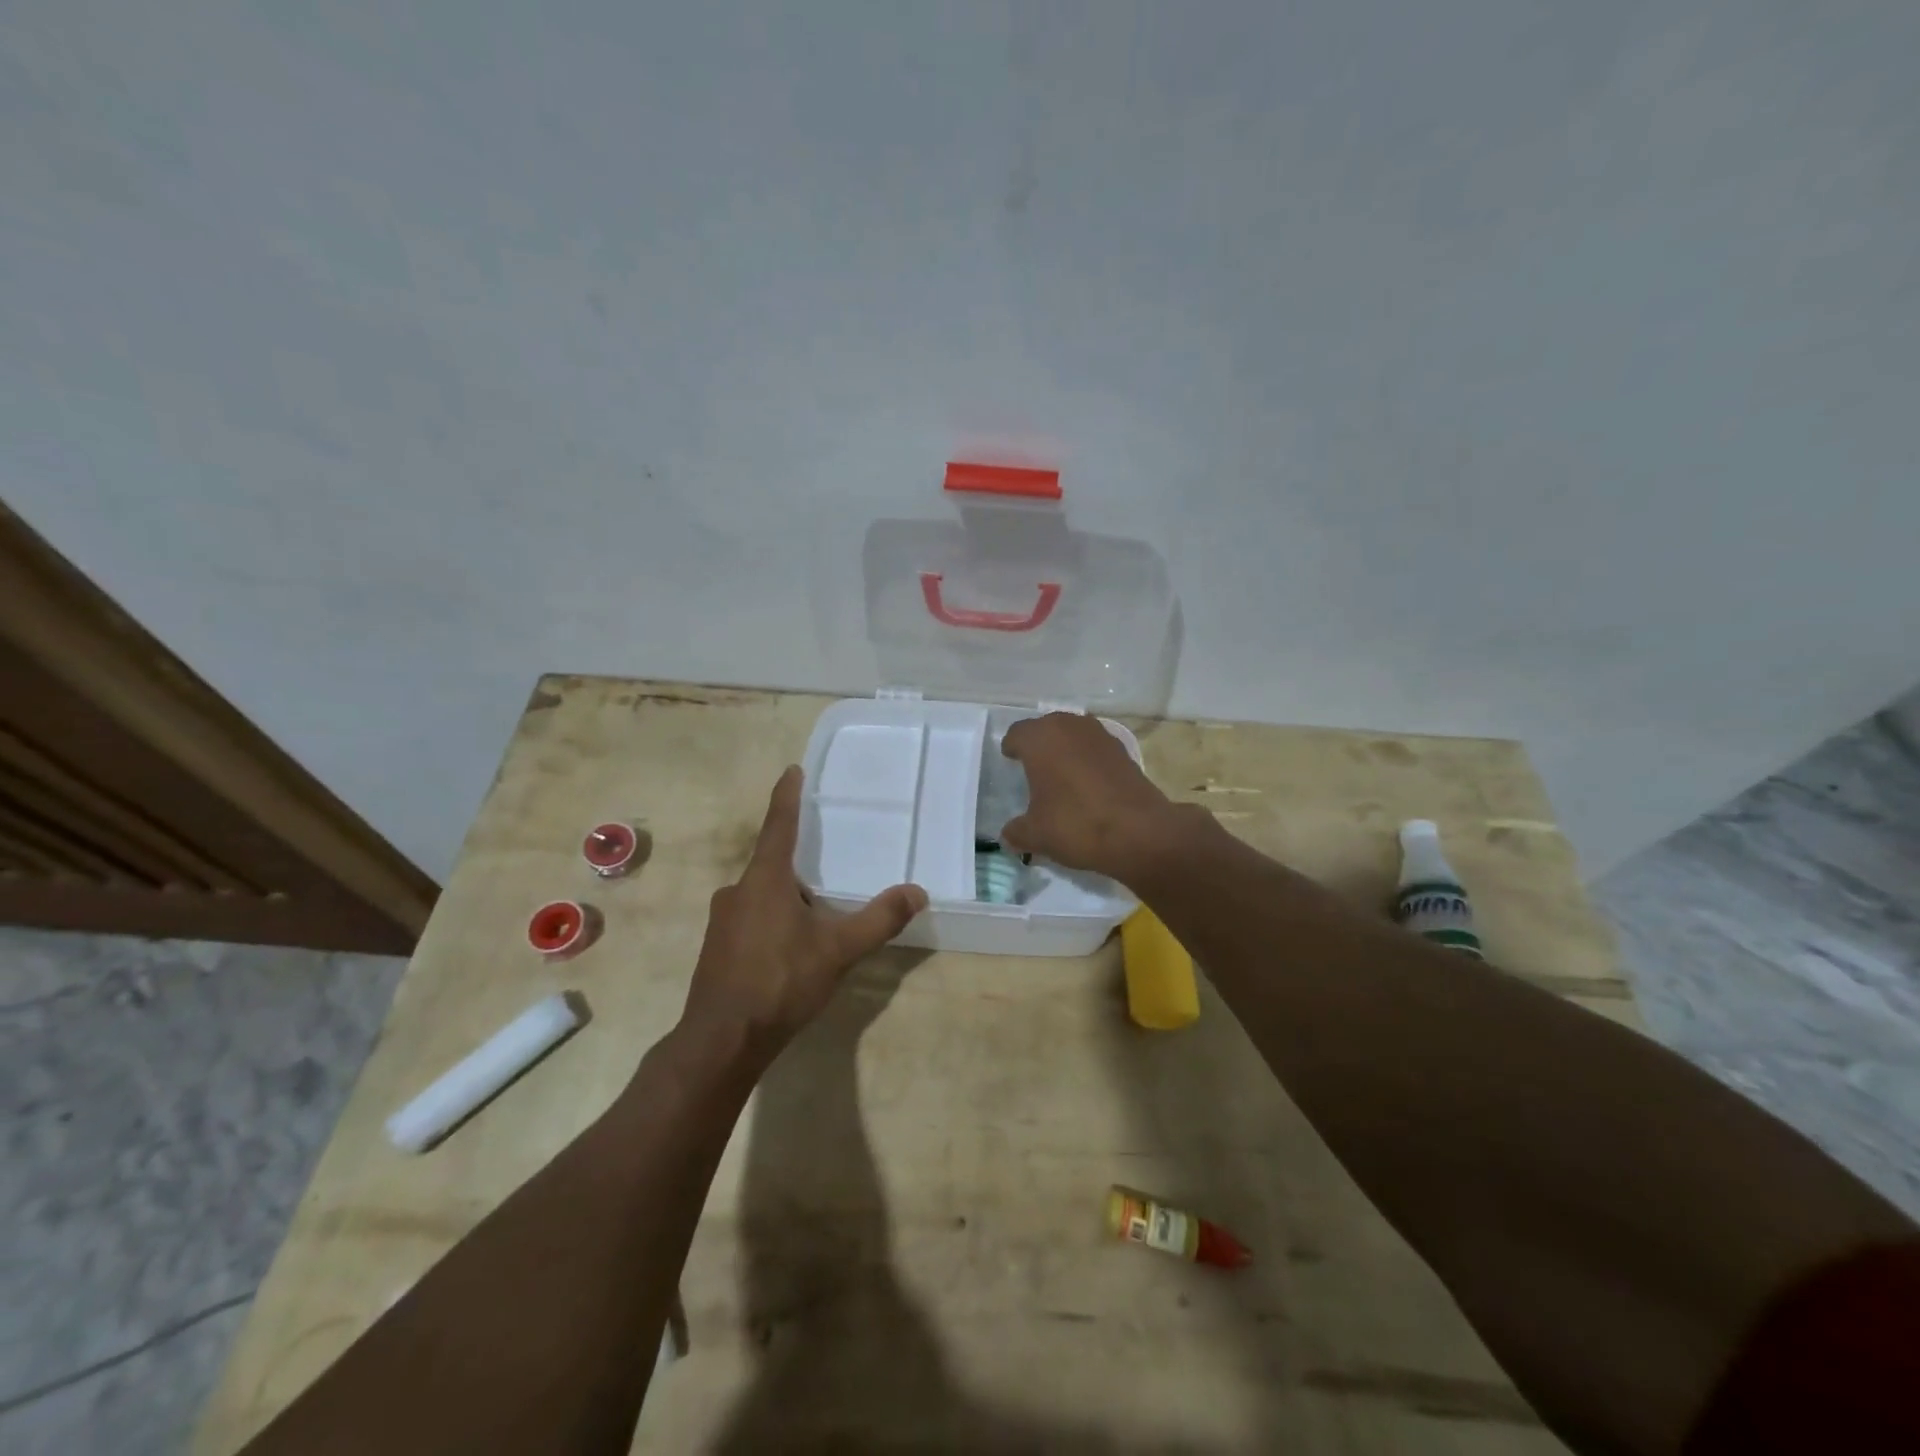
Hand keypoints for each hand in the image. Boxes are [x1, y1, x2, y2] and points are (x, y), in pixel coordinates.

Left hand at [678, 766, 926, 1071]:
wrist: (722, 1040)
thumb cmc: (780, 981)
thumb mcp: (838, 949)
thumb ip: (878, 919)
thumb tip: (918, 892)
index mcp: (764, 879)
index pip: (779, 825)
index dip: (786, 796)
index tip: (791, 770)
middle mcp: (737, 891)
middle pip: (771, 864)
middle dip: (797, 864)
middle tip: (826, 869)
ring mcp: (722, 921)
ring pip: (761, 895)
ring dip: (786, 898)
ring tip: (815, 917)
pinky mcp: (717, 948)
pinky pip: (750, 919)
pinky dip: (772, 921)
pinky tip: (789, 949)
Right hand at [999, 713, 1190, 883]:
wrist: (1139, 832)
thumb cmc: (1076, 824)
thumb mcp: (1036, 835)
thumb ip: (1016, 831)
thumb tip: (1008, 834)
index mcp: (1040, 738)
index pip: (1017, 733)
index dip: (1011, 747)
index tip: (1010, 760)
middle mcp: (1069, 726)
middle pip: (1046, 727)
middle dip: (1038, 744)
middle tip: (1032, 767)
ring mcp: (1100, 735)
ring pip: (1073, 734)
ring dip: (1064, 748)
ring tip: (1060, 773)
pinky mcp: (1123, 750)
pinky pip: (1094, 748)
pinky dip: (1087, 759)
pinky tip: (1087, 783)